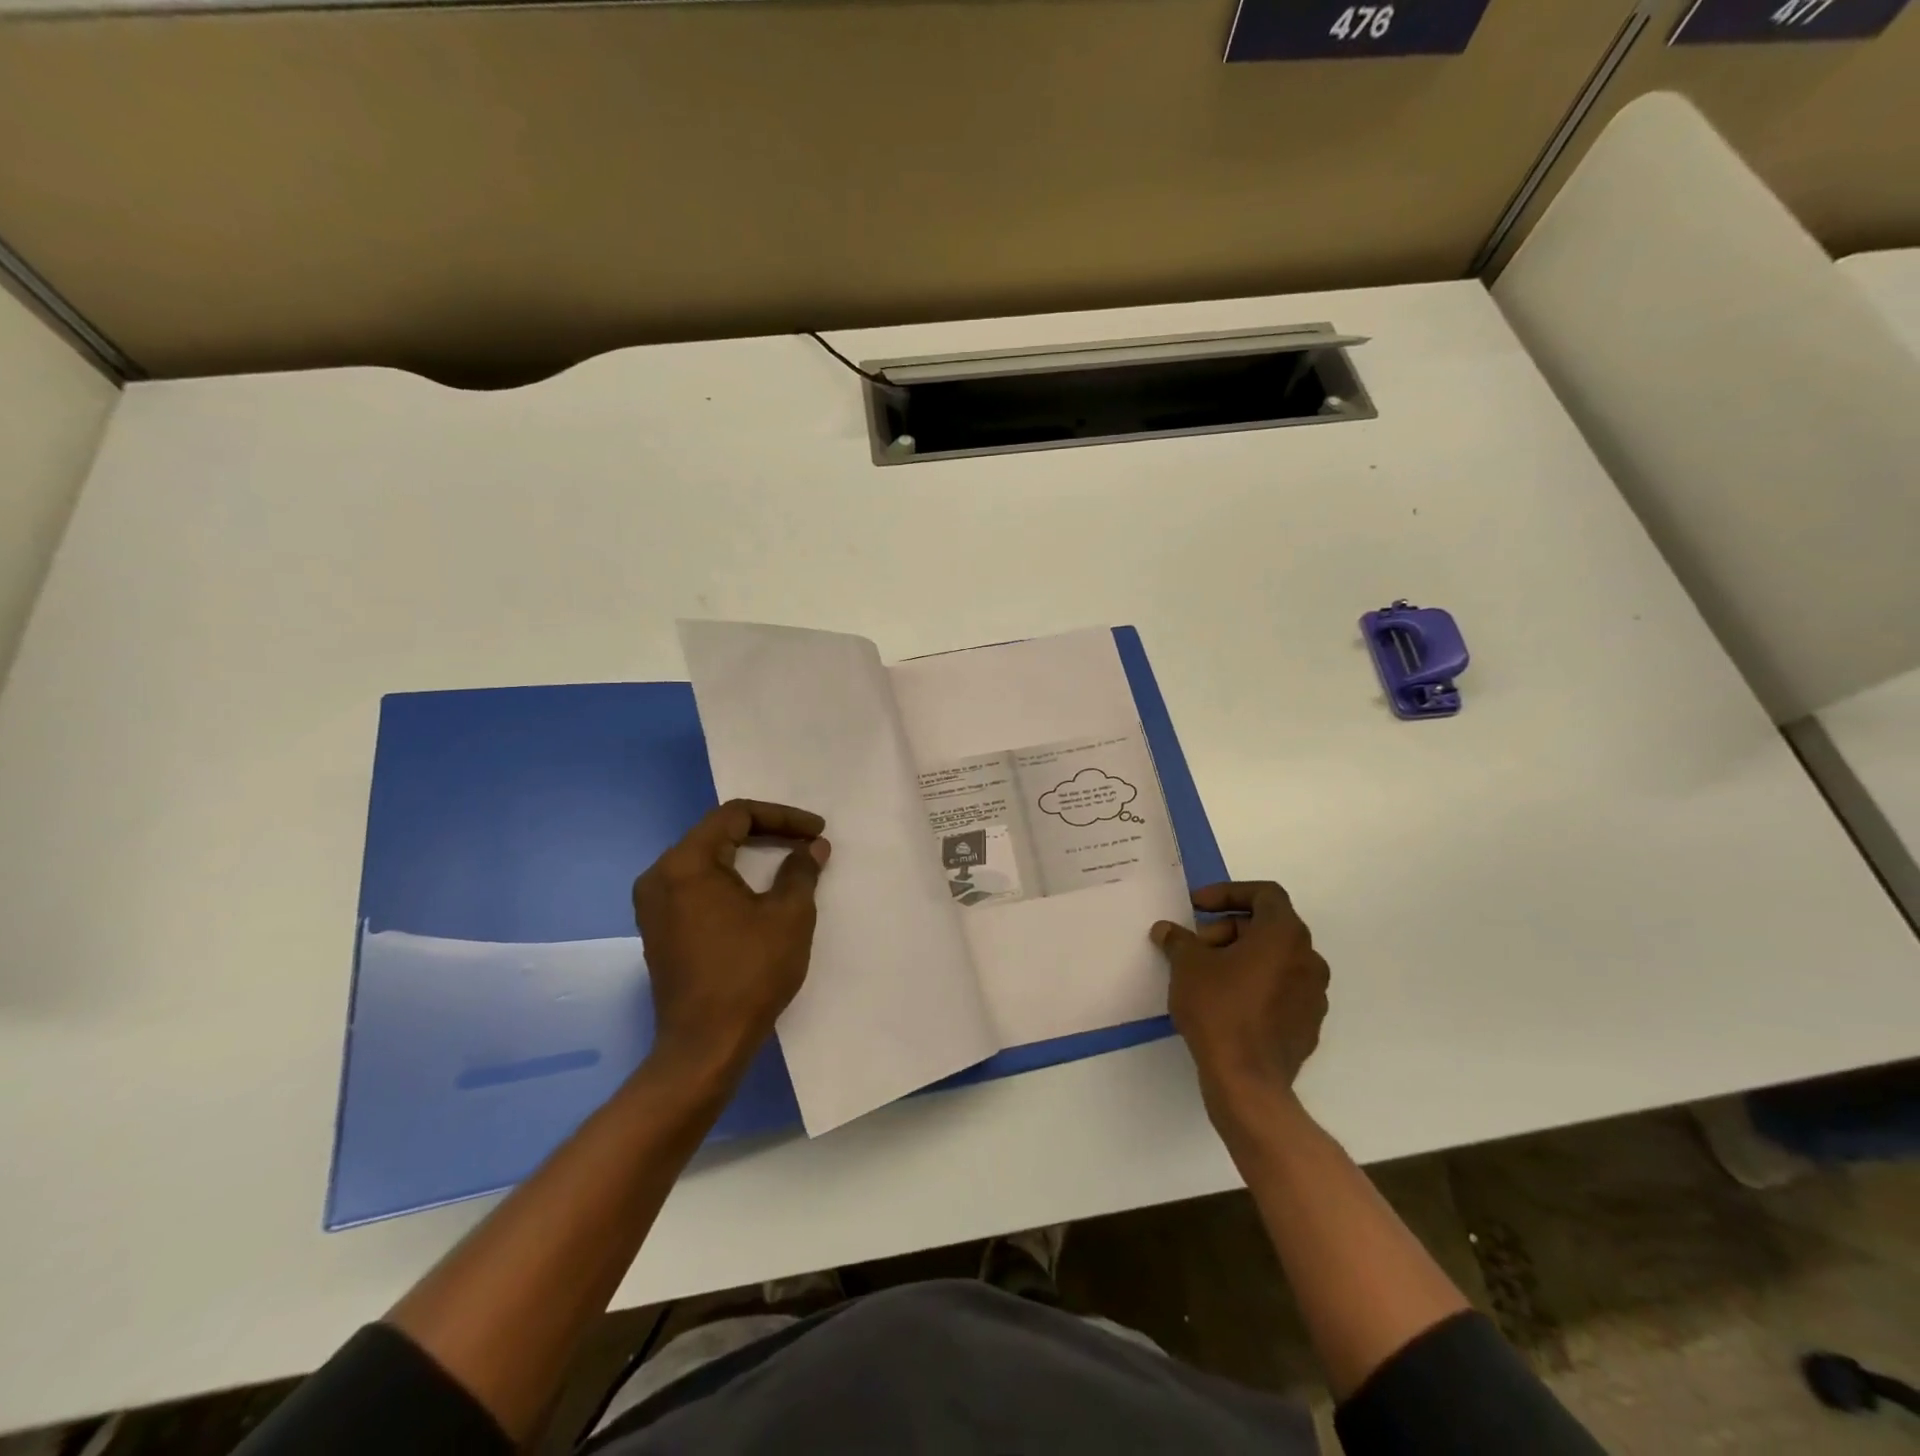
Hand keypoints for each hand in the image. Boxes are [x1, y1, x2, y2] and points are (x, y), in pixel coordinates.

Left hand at [632, 799, 830, 1089]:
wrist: (705, 1046)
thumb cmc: (749, 973)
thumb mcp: (789, 915)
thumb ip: (801, 870)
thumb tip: (812, 847)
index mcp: (686, 863)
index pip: (736, 815)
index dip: (782, 817)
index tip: (817, 832)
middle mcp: (660, 876)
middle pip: (717, 833)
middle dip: (767, 833)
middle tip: (807, 842)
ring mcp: (654, 904)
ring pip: (706, 859)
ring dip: (748, 856)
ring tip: (788, 861)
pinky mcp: (659, 929)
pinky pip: (696, 885)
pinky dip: (729, 879)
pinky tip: (757, 892)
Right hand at [1150, 881, 1329, 1132]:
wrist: (1248, 1081)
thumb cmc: (1219, 1009)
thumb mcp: (1187, 965)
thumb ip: (1178, 940)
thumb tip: (1166, 930)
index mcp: (1284, 934)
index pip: (1265, 894)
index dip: (1229, 892)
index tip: (1198, 907)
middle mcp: (1308, 958)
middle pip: (1268, 926)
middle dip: (1228, 928)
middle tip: (1196, 945)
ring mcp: (1313, 993)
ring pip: (1276, 958)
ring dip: (1241, 955)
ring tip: (1207, 973)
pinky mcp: (1308, 1023)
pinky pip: (1281, 988)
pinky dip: (1255, 982)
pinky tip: (1226, 1001)